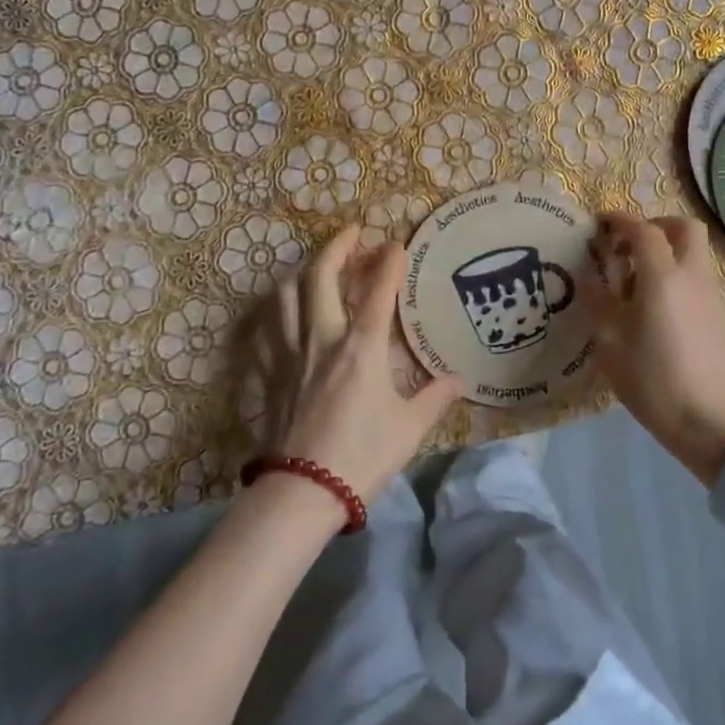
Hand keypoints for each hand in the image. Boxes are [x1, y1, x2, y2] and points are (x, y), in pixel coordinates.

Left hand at [258, 228, 467, 503]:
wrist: (303, 491)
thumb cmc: (363, 456)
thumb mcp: (410, 428)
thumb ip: (435, 397)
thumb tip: (459, 380)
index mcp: (362, 347)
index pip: (377, 290)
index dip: (388, 261)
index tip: (397, 243)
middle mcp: (323, 338)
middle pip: (320, 277)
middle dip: (336, 246)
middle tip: (352, 233)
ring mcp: (290, 354)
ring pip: (285, 295)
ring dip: (302, 272)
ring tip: (316, 266)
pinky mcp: (269, 374)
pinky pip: (265, 330)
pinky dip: (274, 312)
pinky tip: (281, 312)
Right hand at [586, 213, 724, 487]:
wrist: (712, 423)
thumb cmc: (654, 382)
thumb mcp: (611, 344)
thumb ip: (598, 303)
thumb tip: (590, 278)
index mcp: (663, 278)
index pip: (643, 231)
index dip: (620, 221)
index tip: (600, 222)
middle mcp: (692, 277)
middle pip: (684, 228)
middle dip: (656, 225)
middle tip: (629, 244)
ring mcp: (712, 296)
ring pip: (694, 253)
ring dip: (668, 251)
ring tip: (636, 280)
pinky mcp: (720, 316)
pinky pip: (698, 277)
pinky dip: (677, 274)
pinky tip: (656, 305)